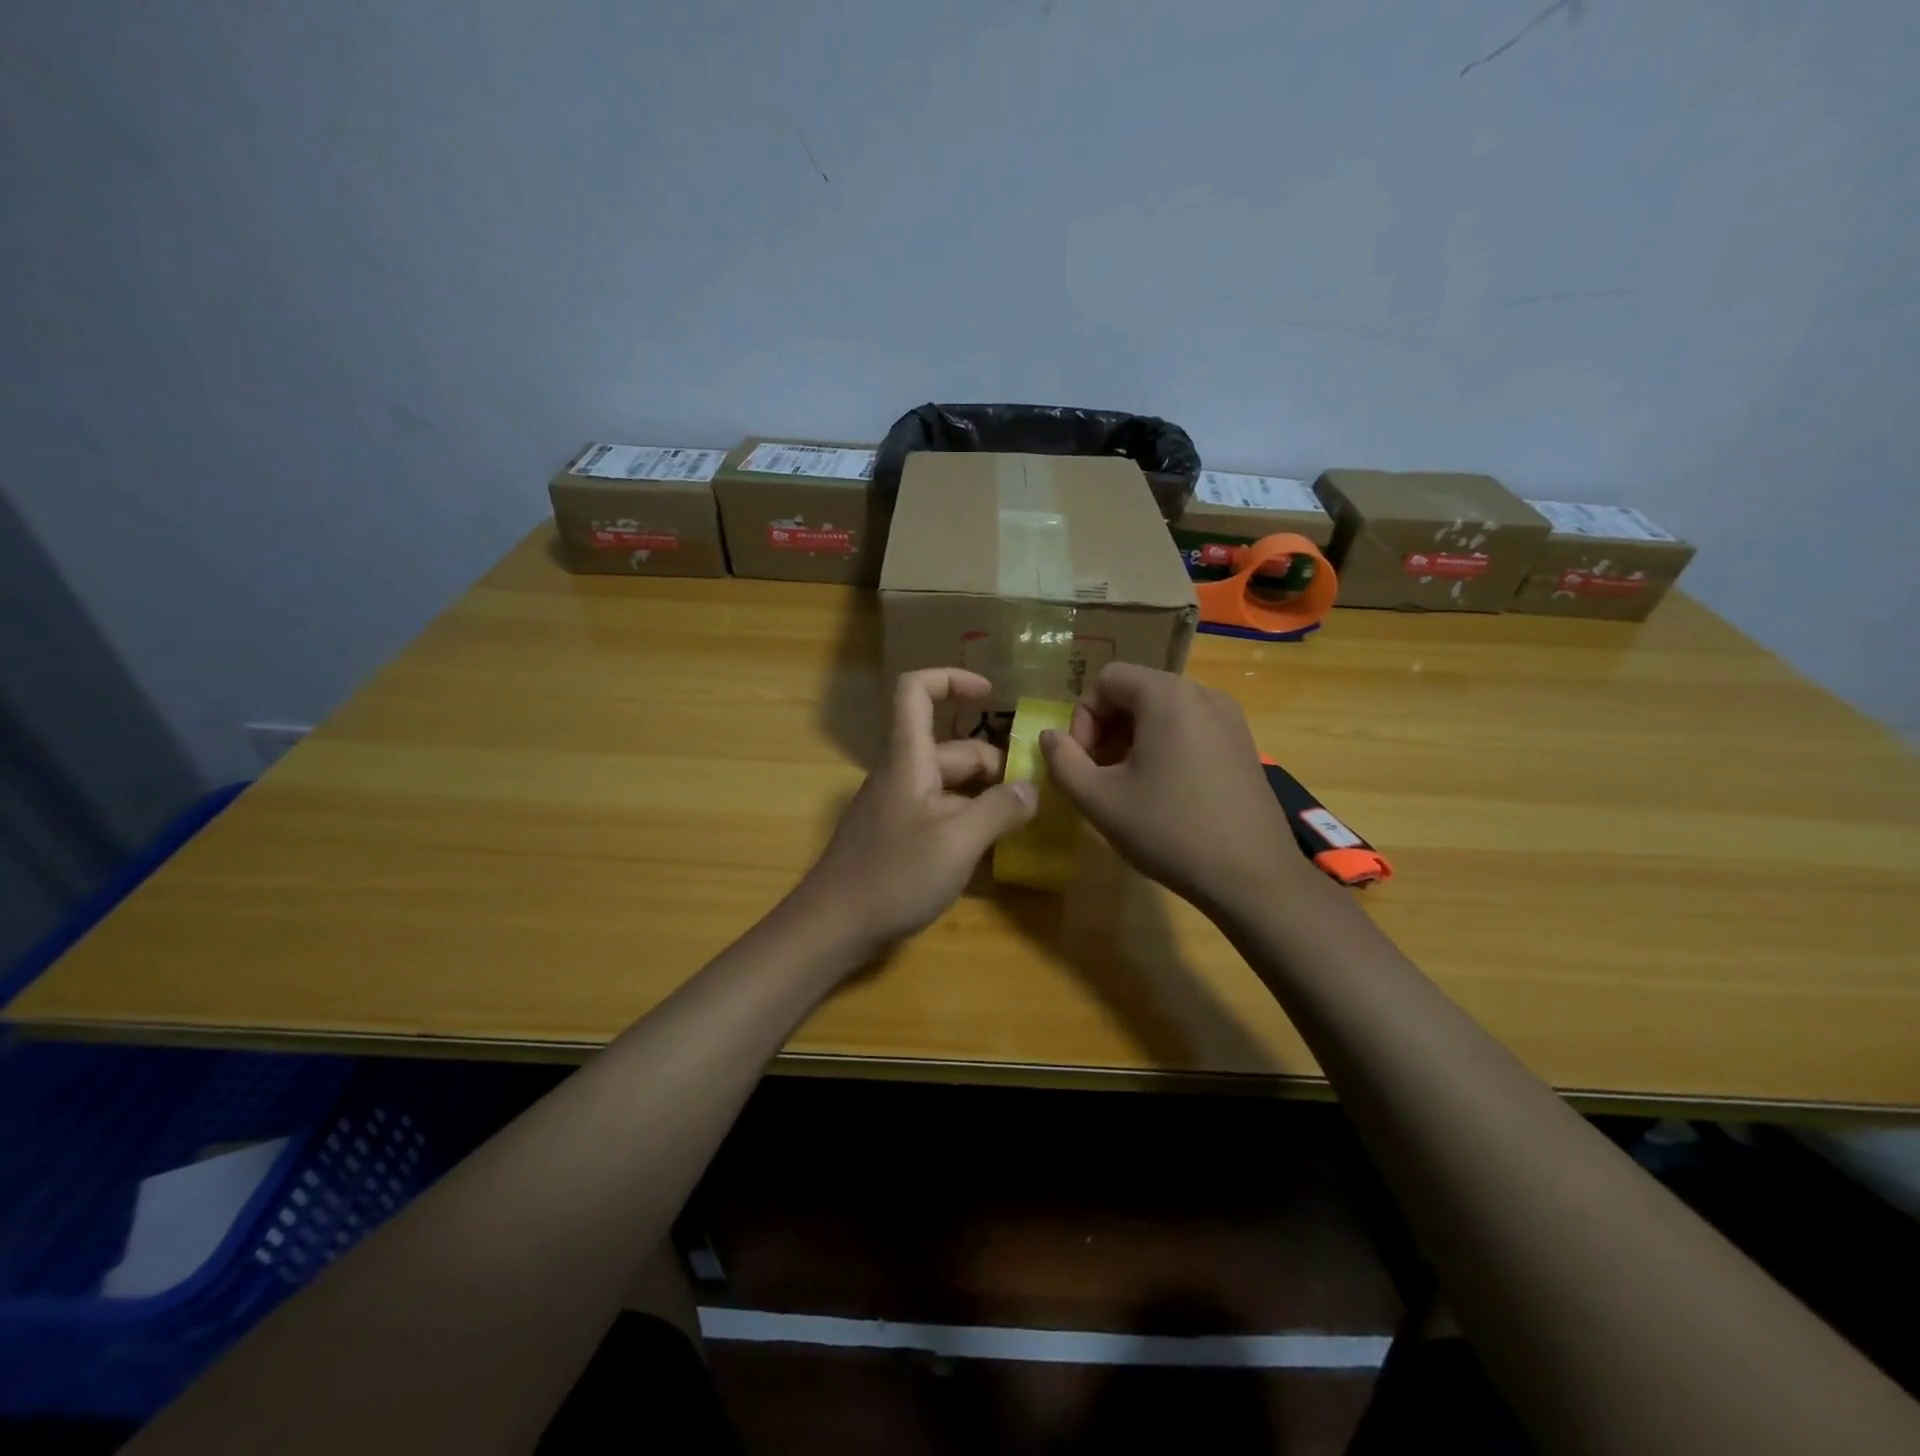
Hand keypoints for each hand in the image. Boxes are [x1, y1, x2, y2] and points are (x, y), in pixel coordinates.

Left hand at [797, 669, 1036, 953]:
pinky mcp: (897, 837)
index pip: (916, 691)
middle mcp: (902, 775)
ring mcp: (898, 808)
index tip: (992, 694)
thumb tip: (1030, 790)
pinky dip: (967, 824)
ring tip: (1021, 826)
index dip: (952, 680)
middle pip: (952, 749)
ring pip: (951, 786)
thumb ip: (999, 810)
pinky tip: (991, 854)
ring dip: (985, 799)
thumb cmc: (893, 876)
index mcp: (908, 759)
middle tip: (1033, 799)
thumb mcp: (957, 842)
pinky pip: (940, 815)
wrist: (832, 927)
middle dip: (995, 766)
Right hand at [1038, 663, 1305, 911]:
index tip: (1083, 762)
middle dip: (1107, 727)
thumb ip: (1063, 762)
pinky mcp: (1243, 743)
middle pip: (1136, 690)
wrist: (1253, 877)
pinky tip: (1165, 790)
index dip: (1082, 717)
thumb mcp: (1099, 801)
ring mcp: (1230, 717)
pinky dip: (1165, 745)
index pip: (1107, 680)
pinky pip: (1190, 726)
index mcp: (1167, 696)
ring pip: (1163, 710)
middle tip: (1099, 773)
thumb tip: (1048, 737)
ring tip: (1128, 783)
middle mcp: (1202, 693)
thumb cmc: (1169, 831)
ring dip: (1134, 737)